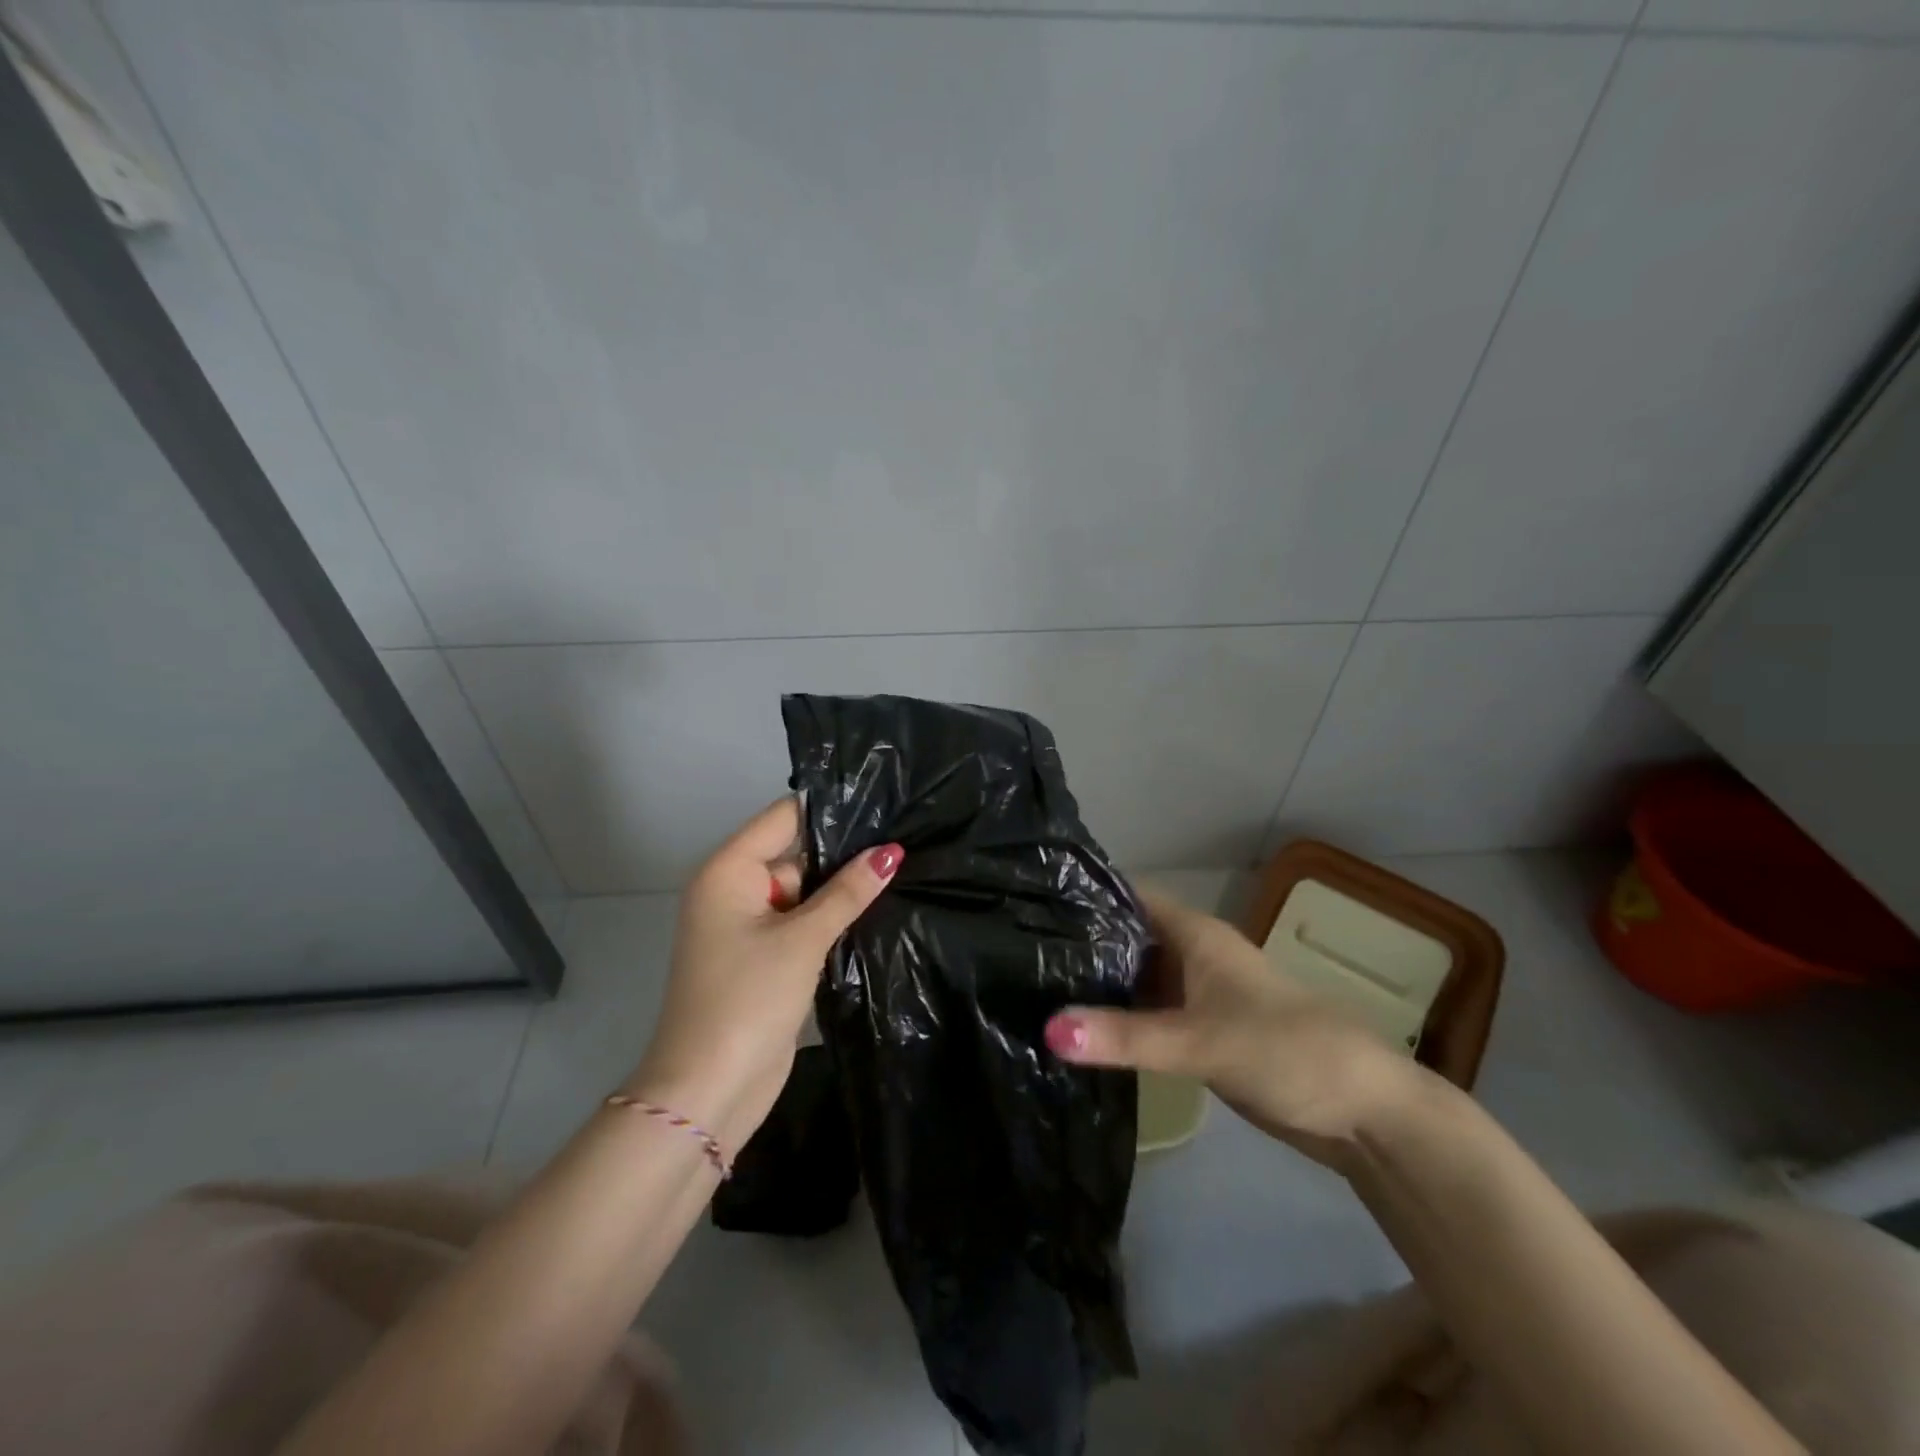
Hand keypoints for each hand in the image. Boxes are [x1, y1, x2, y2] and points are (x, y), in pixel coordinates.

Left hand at [624, 798, 902, 1155]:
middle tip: (904, 840)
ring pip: (803, 890)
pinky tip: (875, 909)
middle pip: (795, 852)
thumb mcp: (803, 939)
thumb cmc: (748, 1000)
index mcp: (728, 871)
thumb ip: (848, 892)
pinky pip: (800, 921)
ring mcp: (747, 925)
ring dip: (840, 889)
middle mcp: (733, 889)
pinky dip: (829, 919)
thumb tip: (891, 851)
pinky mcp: (762, 956)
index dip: (830, 809)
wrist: (707, 1090)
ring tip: (901, 869)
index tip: (883, 800)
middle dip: (843, 853)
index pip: (784, 817)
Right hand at [1044, 885, 1430, 1167]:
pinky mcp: (1201, 1031)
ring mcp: (1197, 994)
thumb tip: (1047, 1031)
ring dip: (1097, 984)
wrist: (1364, 1111)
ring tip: (1033, 987)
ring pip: (1136, 977)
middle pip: (1125, 936)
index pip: (1126, 895)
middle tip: (1019, 952)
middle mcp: (1192, 954)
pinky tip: (1080, 1031)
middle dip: (1080, 943)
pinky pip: (1149, 1013)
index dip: (1083, 894)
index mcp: (1195, 934)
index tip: (1028, 901)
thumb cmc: (1286, 1050)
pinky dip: (1118, 1019)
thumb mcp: (1200, 1042)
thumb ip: (1125, 1038)